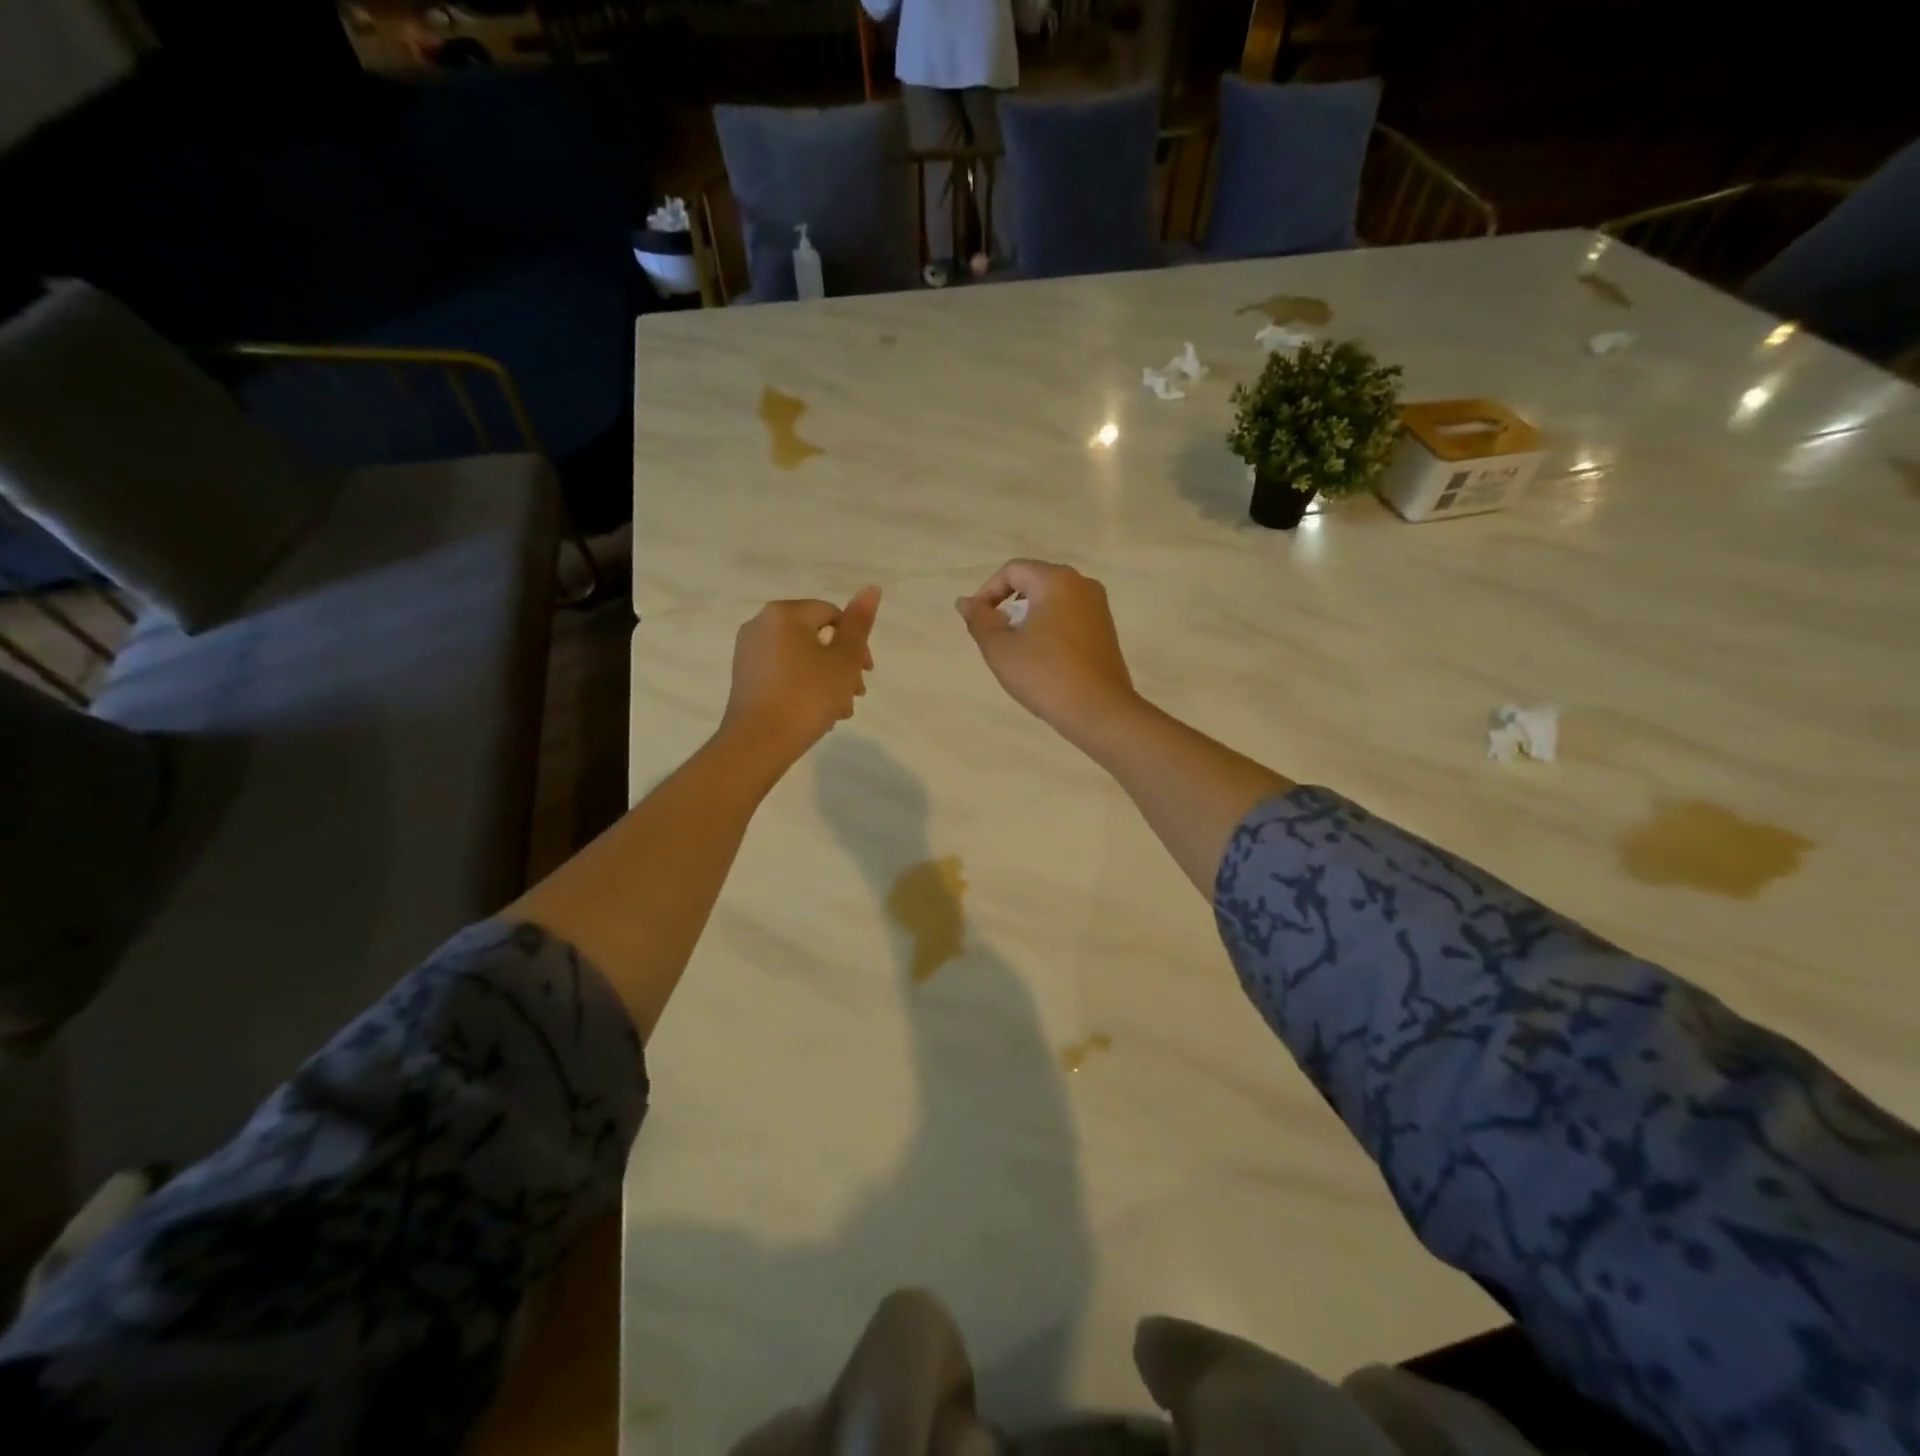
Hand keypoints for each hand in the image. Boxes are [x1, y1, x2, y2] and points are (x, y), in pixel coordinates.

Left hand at [722, 587, 880, 766]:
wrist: (759, 743)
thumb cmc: (807, 696)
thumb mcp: (843, 660)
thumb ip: (860, 624)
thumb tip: (872, 588)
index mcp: (784, 613)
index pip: (833, 615)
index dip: (856, 643)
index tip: (866, 673)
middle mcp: (760, 624)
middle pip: (816, 637)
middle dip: (841, 665)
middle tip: (856, 694)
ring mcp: (748, 652)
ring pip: (801, 658)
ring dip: (826, 679)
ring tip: (840, 710)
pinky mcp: (744, 677)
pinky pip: (783, 672)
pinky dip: (803, 686)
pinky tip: (817, 712)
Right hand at [956, 560, 1136, 739]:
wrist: (1098, 711)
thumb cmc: (1045, 675)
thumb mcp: (1000, 649)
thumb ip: (979, 620)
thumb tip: (965, 602)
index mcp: (1056, 581)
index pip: (1012, 571)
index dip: (987, 592)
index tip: (977, 622)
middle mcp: (1082, 584)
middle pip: (1034, 582)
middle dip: (1008, 605)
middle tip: (995, 636)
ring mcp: (1098, 607)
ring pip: (1052, 600)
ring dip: (1028, 618)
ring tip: (1017, 649)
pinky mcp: (1106, 630)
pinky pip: (1069, 617)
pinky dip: (1049, 628)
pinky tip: (1042, 658)